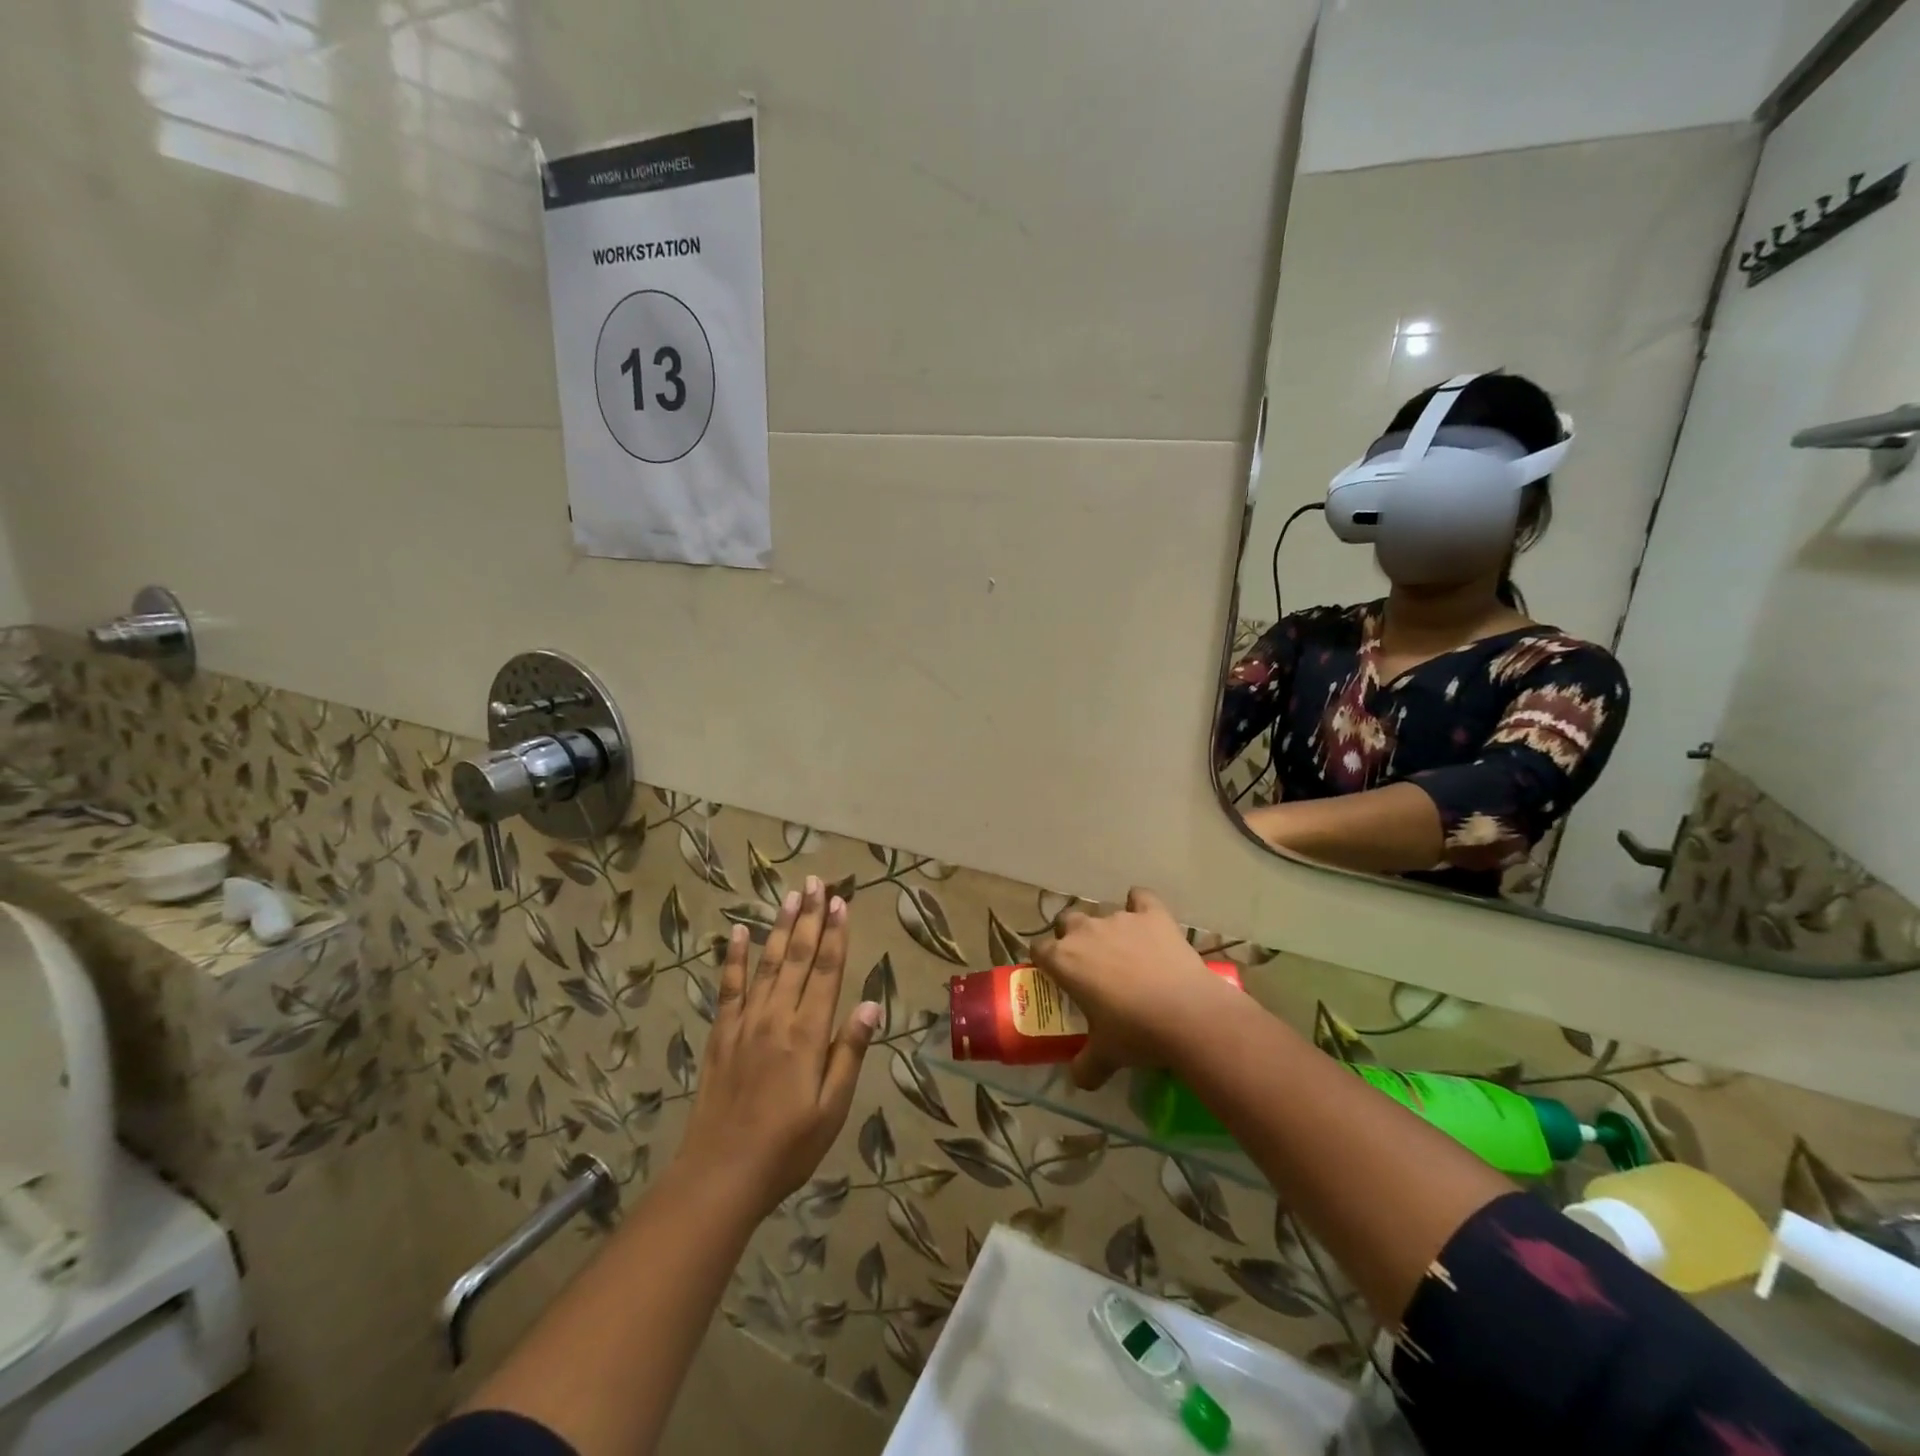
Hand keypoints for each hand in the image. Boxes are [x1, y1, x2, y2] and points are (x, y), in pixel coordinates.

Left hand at [676, 877, 880, 1217]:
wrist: (720, 1174)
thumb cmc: (787, 1147)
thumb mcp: (831, 1108)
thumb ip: (848, 1052)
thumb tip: (870, 1005)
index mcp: (807, 1034)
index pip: (827, 971)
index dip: (836, 934)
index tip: (842, 902)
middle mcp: (776, 1017)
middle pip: (798, 957)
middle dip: (810, 917)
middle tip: (817, 882)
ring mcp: (744, 1023)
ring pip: (767, 963)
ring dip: (780, 927)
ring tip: (790, 896)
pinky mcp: (721, 1034)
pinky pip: (728, 987)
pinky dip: (733, 958)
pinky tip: (736, 933)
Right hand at [1029, 887, 1238, 1089]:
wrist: (1187, 1014)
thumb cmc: (1136, 1033)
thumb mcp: (1104, 1056)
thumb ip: (1085, 1066)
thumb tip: (1078, 1081)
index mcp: (1064, 959)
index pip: (1039, 949)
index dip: (1045, 961)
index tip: (1055, 976)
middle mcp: (1085, 931)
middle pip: (1066, 921)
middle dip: (1071, 937)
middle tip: (1088, 964)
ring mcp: (1120, 918)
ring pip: (1102, 913)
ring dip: (1106, 928)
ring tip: (1123, 951)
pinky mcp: (1152, 914)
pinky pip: (1140, 897)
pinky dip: (1140, 904)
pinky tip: (1146, 919)